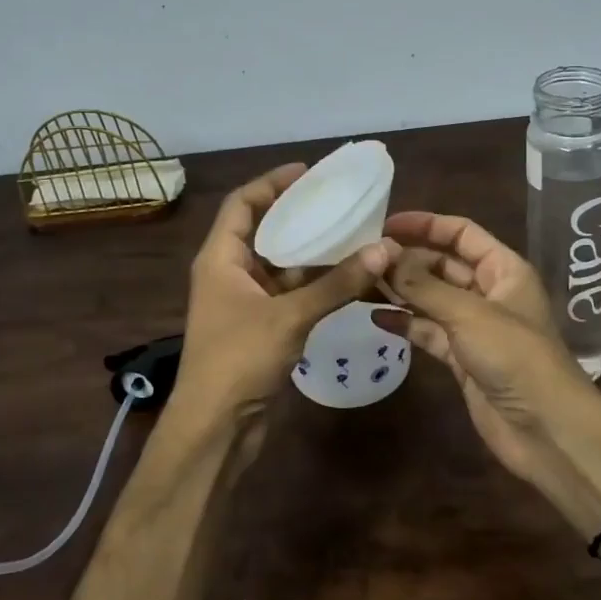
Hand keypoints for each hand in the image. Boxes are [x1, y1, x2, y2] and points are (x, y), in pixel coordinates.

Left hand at [175, 164, 398, 422]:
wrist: (216, 427)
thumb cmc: (239, 359)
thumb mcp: (290, 315)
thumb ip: (337, 283)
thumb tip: (384, 248)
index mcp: (220, 258)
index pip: (242, 204)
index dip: (271, 183)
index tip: (307, 172)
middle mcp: (229, 273)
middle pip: (263, 231)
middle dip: (298, 216)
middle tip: (338, 202)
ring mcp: (244, 302)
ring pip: (281, 265)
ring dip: (312, 253)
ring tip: (352, 234)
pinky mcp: (260, 328)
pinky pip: (290, 294)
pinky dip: (315, 285)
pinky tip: (348, 278)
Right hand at [374, 211, 600, 482]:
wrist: (546, 429)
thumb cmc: (515, 357)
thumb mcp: (468, 314)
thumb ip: (423, 285)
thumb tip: (384, 253)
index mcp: (504, 270)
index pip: (462, 233)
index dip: (426, 225)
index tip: (385, 224)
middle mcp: (489, 292)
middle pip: (443, 264)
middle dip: (408, 259)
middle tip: (365, 257)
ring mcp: (475, 327)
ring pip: (432, 299)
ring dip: (402, 291)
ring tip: (363, 282)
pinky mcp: (462, 358)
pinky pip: (429, 332)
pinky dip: (406, 324)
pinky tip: (377, 318)